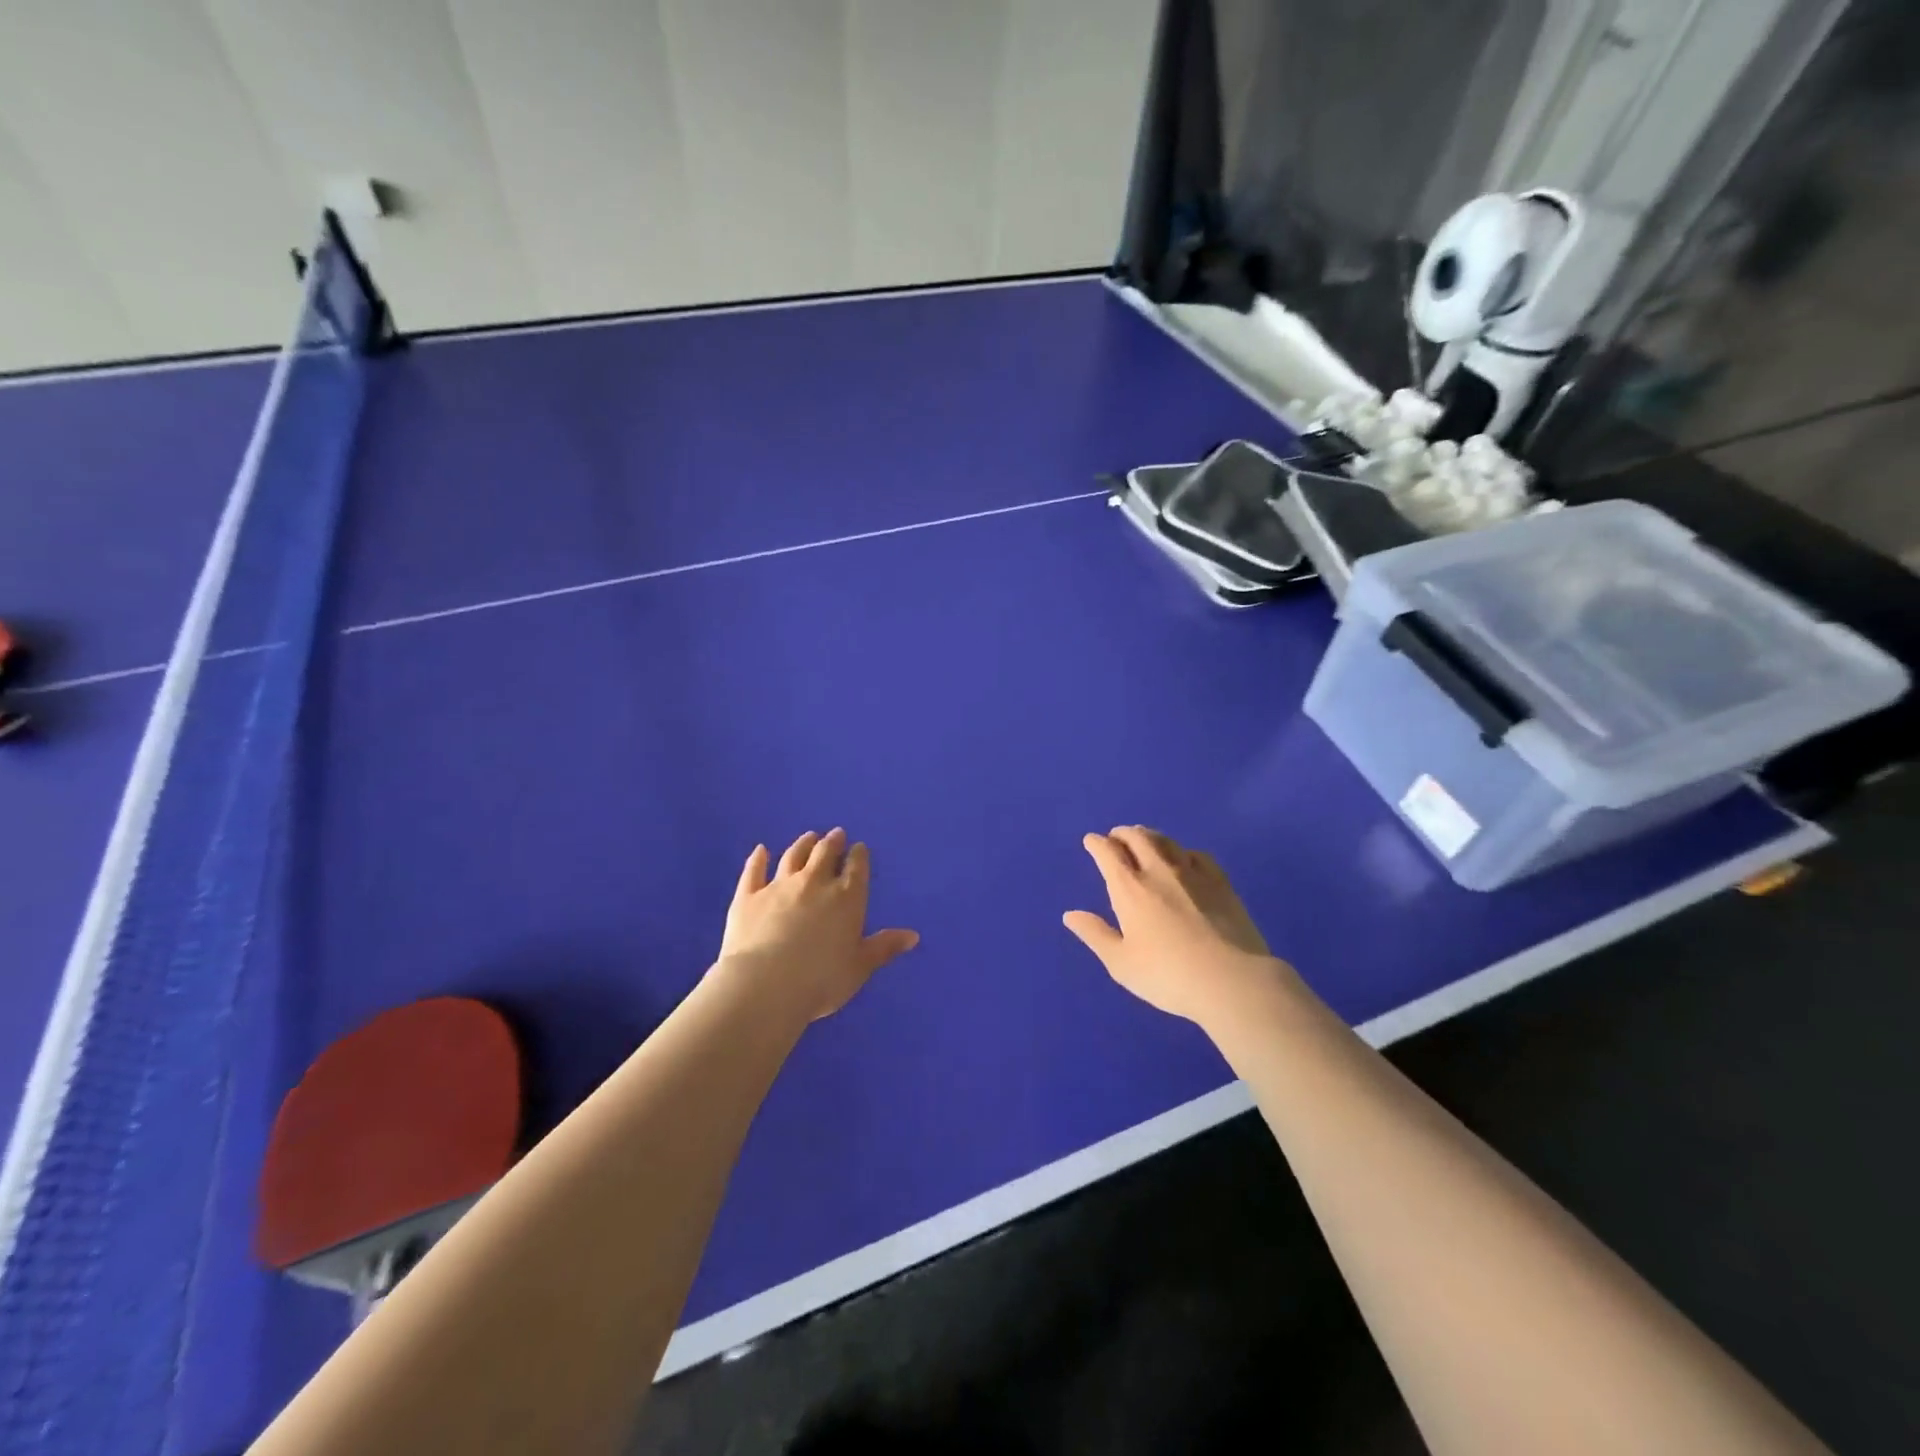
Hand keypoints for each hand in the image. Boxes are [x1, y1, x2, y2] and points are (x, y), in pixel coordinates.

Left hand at [715, 829, 919, 1023]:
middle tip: (836, 834)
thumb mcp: (860, 967)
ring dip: (803, 844)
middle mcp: (815, 883)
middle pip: (825, 854)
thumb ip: (884, 947)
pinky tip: (760, 850)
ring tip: (809, 837)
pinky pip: (754, 871)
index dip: (858, 856)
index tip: (859, 847)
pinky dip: (758, 859)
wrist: (765, 986)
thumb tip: (913, 935)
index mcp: (847, 898)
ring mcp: (779, 886)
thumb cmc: (821, 980)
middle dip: (832, 842)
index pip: (856, 868)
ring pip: (793, 857)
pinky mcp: (748, 896)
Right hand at [1063, 826, 1290, 1024]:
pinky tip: (1185, 859)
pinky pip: (1197, 855)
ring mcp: (1193, 874)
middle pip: (1138, 838)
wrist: (1231, 980)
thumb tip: (1070, 915)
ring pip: (1167, 842)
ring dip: (1150, 836)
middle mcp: (1159, 871)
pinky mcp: (1221, 882)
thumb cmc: (1167, 975)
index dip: (1097, 844)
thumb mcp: (1121, 963)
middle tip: (1116, 836)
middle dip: (1123, 833)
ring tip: (1145, 839)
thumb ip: (1095, 934)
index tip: (1091, 841)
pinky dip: (1182, 851)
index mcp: (1130, 889)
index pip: (1108, 853)